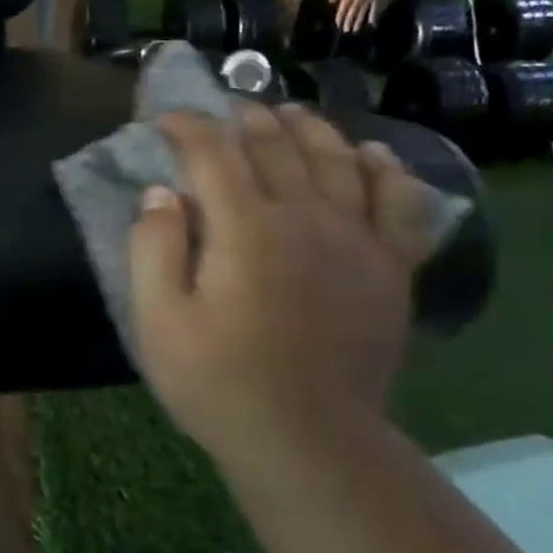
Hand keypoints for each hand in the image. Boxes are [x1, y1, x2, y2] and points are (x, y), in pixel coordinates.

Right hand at [128, 106, 438, 452]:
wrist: (308, 440)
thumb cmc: (218, 382)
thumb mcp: (158, 321)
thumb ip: (154, 248)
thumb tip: (161, 192)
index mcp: (245, 228)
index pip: (214, 152)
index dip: (188, 126)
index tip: (166, 120)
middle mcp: (306, 217)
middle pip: (277, 145)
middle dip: (246, 119)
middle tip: (225, 112)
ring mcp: (356, 240)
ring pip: (338, 159)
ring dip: (310, 128)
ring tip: (289, 114)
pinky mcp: (390, 268)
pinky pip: (399, 202)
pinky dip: (386, 170)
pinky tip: (370, 154)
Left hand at [328, 0, 377, 31]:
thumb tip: (332, 3)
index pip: (345, 5)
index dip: (341, 15)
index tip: (338, 24)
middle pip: (354, 9)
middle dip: (350, 20)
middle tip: (346, 30)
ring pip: (364, 9)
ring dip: (359, 20)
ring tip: (355, 30)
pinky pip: (375, 6)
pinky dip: (374, 14)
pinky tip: (372, 24)